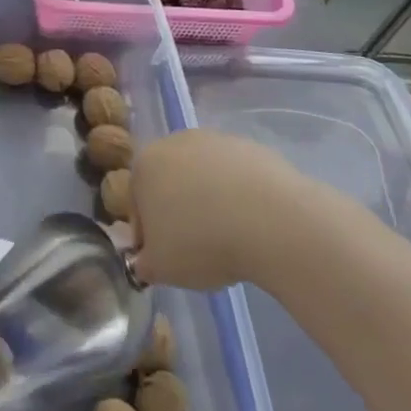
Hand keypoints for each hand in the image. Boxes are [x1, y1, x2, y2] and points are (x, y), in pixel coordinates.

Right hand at [129, 129, 310, 289]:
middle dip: (179, 213)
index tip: (166, 260)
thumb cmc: (201, 242)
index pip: (138, 204)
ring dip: (211, 204)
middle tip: (198, 249)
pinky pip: (238, 178)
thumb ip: (144, 264)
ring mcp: (215, 141)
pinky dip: (241, 198)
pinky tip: (255, 226)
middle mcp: (174, 142)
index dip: (149, 236)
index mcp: (144, 165)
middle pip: (171, 184)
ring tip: (231, 240)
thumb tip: (145, 262)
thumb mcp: (161, 268)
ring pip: (205, 178)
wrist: (271, 221)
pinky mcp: (251, 148)